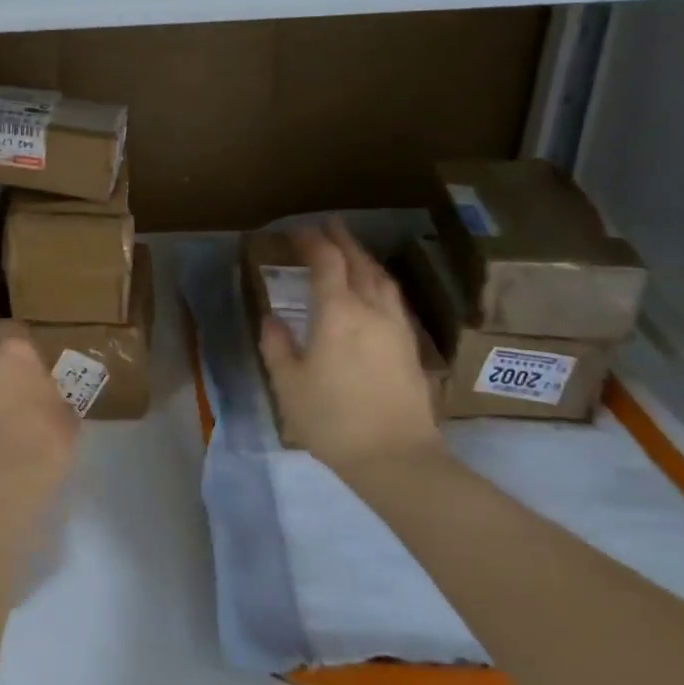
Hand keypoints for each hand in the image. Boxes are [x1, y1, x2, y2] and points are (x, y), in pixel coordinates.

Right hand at [257, 219, 443, 478]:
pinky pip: (394, 299)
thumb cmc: (333, 420)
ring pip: (383, 280)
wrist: (397, 458)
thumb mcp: (289, 384)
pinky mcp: (411, 348)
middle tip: (328, 226)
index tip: (297, 232)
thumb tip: (272, 318)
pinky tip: (374, 292)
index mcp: (338, 313)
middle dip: (342, 241)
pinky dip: (379, 283)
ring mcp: (396, 328)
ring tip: (351, 252)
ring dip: (365, 259)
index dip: (312, 241)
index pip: (327, 262)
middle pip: (359, 263)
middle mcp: (371, 311)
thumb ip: (278, 345)